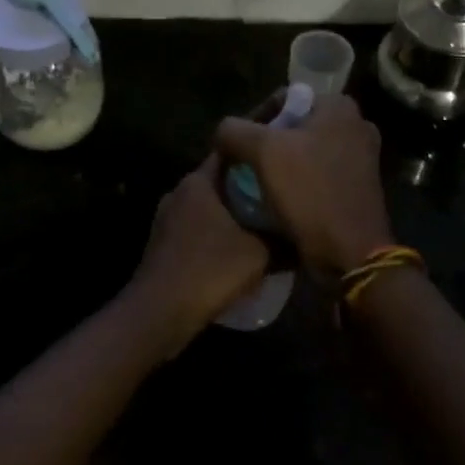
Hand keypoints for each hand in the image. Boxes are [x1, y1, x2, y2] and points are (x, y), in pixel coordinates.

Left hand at [125, 156, 270, 355]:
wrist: (159, 312)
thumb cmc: (210, 270)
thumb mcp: (260, 254)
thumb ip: (285, 240)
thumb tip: (305, 237)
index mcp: (197, 182)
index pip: (231, 152)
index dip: (258, 156)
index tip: (282, 165)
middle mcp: (178, 192)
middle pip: (221, 181)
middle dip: (249, 189)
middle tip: (281, 200)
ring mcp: (166, 219)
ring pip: (209, 207)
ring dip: (232, 216)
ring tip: (264, 228)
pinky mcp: (162, 243)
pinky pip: (197, 229)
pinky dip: (217, 235)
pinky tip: (236, 252)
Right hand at [215, 93, 391, 275]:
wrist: (350, 252)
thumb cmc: (310, 193)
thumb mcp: (263, 152)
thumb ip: (234, 131)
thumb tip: (222, 133)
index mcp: (340, 107)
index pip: (284, 99)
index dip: (253, 119)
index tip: (236, 148)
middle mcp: (356, 126)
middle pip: (294, 127)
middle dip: (266, 146)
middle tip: (243, 168)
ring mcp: (361, 159)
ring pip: (304, 154)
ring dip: (279, 168)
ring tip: (255, 187)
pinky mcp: (358, 188)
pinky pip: (317, 176)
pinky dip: (297, 185)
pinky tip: (278, 202)